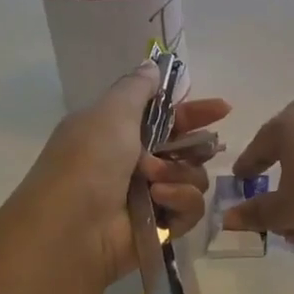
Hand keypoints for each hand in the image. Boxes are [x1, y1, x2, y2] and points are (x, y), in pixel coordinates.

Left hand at [20, 64, 230, 285]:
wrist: (70, 228)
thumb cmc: (88, 161)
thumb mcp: (110, 112)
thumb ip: (137, 88)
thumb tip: (151, 65)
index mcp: (120, 134)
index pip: (167, 118)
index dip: (195, 112)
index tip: (223, 109)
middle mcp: (136, 164)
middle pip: (187, 149)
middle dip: (195, 146)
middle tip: (200, 147)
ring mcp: (150, 197)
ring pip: (194, 177)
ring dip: (179, 175)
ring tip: (154, 181)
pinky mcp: (162, 227)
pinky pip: (192, 207)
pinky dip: (180, 201)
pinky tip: (159, 200)